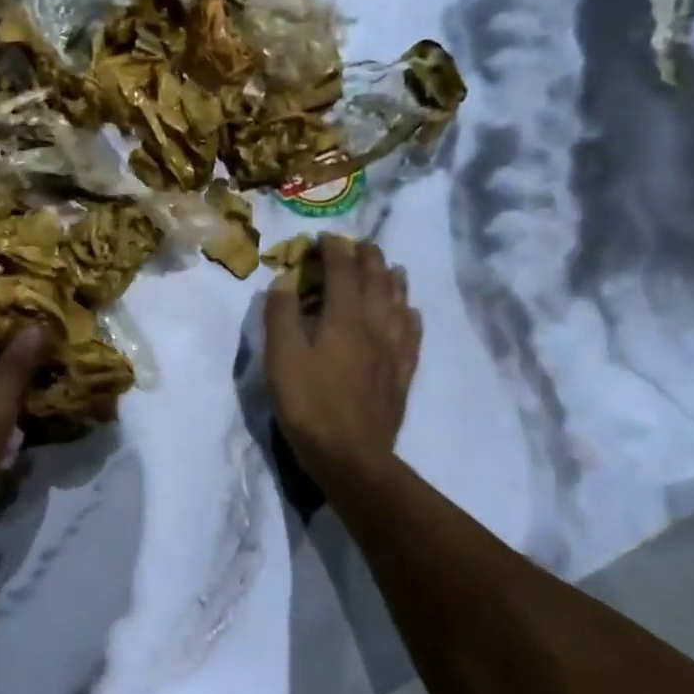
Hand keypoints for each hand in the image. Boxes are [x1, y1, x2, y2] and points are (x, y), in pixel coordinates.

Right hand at [264, 234, 420, 487]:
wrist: (351, 456)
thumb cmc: (309, 404)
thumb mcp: (281, 358)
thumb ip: (281, 316)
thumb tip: (284, 282)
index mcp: (343, 318)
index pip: (342, 271)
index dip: (334, 250)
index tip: (326, 236)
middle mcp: (374, 326)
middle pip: (376, 281)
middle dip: (367, 258)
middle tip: (360, 244)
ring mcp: (393, 351)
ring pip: (398, 304)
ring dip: (393, 280)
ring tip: (391, 267)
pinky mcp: (401, 374)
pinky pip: (412, 335)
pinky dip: (410, 316)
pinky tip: (411, 313)